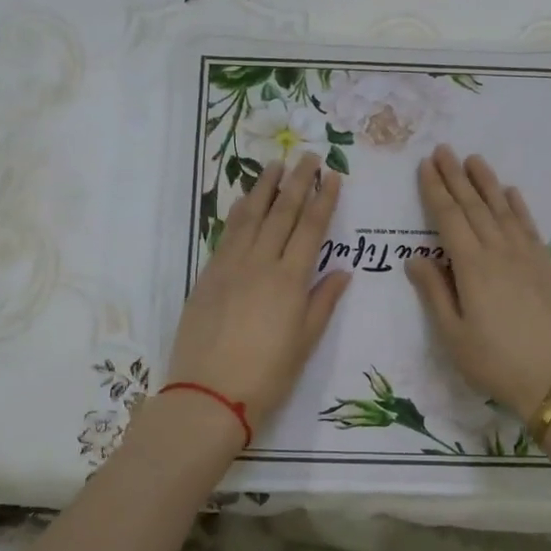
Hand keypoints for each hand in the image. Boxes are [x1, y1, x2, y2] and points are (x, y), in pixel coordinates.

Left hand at [168, 152, 351, 427]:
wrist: (208, 395)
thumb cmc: (266, 376)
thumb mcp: (305, 343)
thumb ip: (323, 302)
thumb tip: (342, 272)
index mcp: (290, 280)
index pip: (311, 228)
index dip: (323, 199)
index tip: (333, 175)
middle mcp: (260, 263)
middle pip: (281, 213)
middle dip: (297, 182)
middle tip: (307, 156)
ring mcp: (230, 266)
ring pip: (250, 217)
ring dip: (264, 188)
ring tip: (275, 165)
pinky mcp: (207, 275)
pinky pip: (226, 234)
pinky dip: (238, 213)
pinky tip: (244, 201)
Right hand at [406, 147, 550, 421]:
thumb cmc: (495, 362)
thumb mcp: (452, 335)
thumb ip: (434, 292)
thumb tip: (415, 257)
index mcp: (472, 267)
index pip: (449, 218)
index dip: (435, 190)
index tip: (426, 166)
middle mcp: (500, 252)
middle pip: (475, 206)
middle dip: (456, 177)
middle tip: (443, 150)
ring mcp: (529, 256)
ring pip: (503, 210)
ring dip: (487, 183)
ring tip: (474, 160)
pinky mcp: (549, 266)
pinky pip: (530, 227)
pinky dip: (518, 207)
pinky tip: (511, 193)